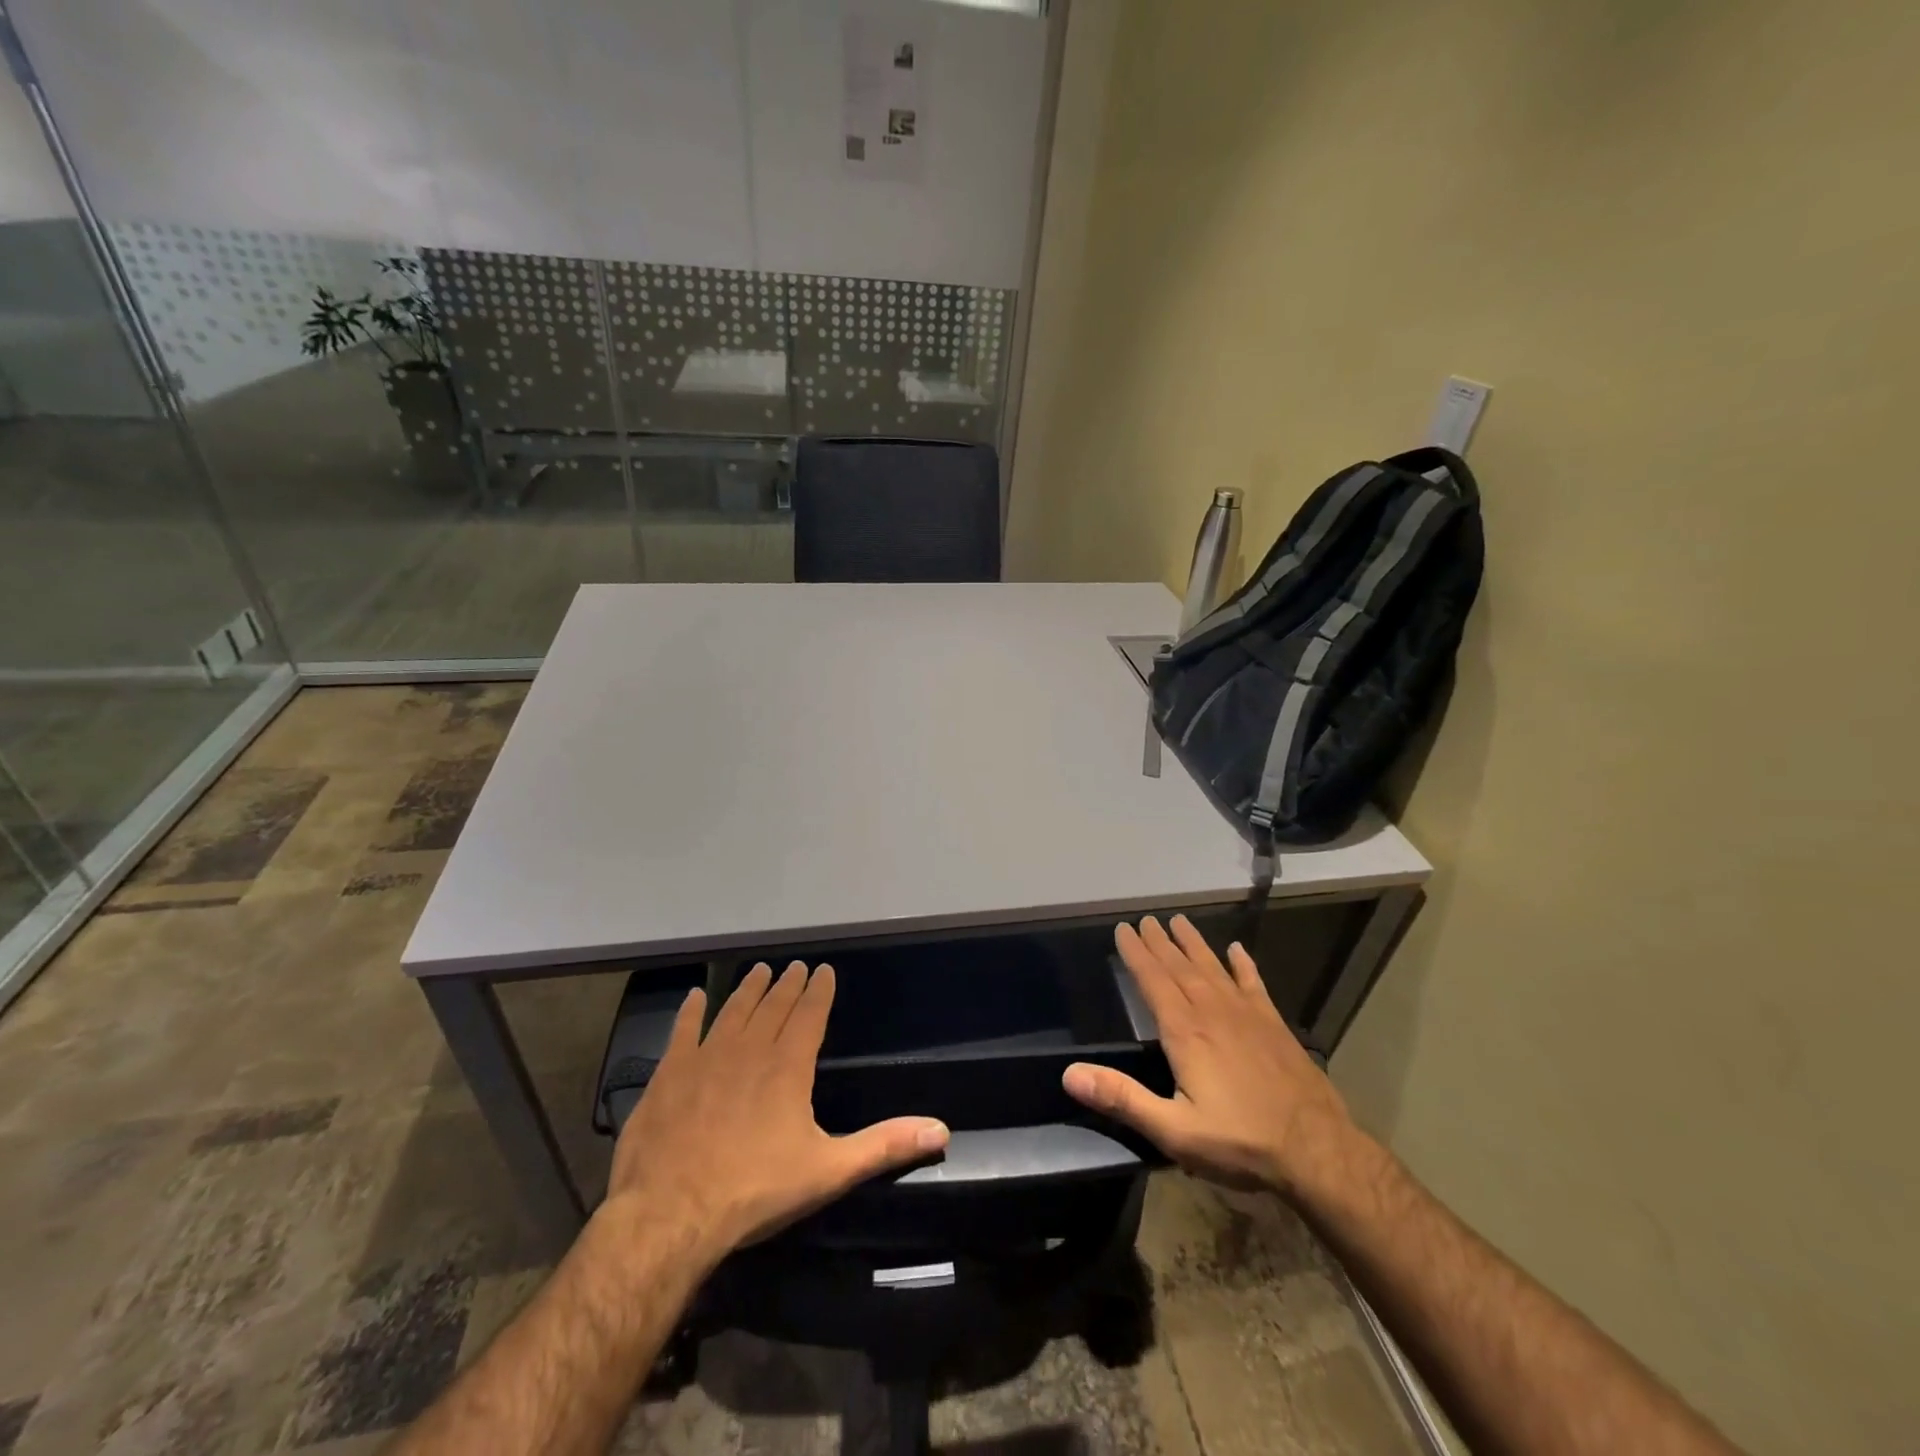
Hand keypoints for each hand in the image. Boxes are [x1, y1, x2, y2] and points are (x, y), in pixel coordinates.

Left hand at [605, 962, 949, 1268]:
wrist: (670, 1215)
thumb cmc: (755, 1191)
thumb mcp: (829, 1171)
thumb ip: (884, 1146)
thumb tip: (941, 1130)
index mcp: (788, 1067)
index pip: (809, 1015)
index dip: (819, 990)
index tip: (823, 969)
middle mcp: (749, 1050)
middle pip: (773, 1006)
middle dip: (787, 984)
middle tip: (794, 965)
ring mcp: (705, 1058)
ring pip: (733, 1011)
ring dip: (748, 989)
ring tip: (759, 971)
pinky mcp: (668, 1075)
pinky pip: (682, 1032)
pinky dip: (690, 1012)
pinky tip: (695, 996)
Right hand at [1063, 915, 1359, 1197]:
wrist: (1318, 1151)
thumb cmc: (1240, 1142)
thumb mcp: (1173, 1131)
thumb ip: (1122, 1099)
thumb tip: (1069, 1074)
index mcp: (1185, 1032)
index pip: (1153, 981)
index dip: (1135, 954)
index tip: (1122, 929)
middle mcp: (1213, 1012)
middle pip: (1179, 967)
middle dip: (1159, 942)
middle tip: (1144, 919)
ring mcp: (1247, 1015)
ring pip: (1213, 968)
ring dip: (1193, 944)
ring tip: (1178, 921)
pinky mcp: (1274, 1025)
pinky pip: (1254, 984)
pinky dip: (1244, 965)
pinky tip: (1238, 950)